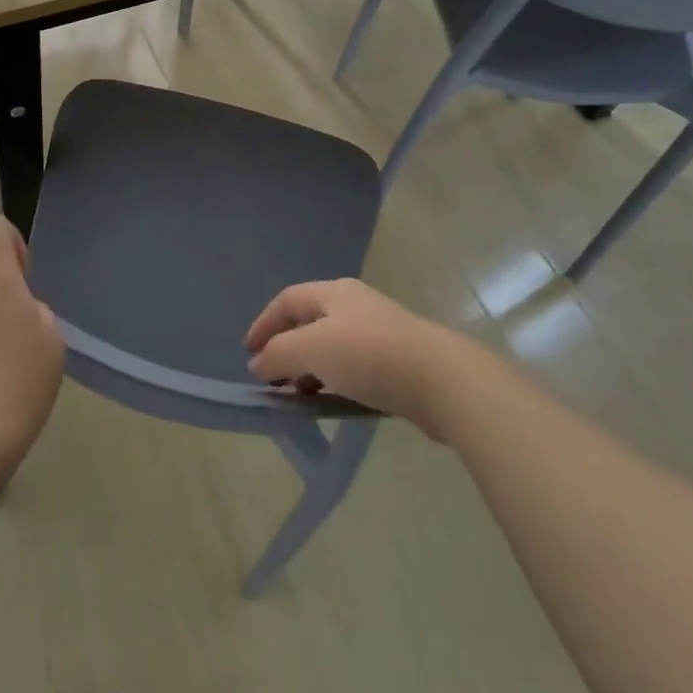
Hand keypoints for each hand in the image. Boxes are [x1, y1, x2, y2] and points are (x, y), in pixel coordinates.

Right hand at [244, 278, 450, 426]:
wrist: (443, 380)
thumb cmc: (369, 355)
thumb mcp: (312, 349)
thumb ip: (279, 355)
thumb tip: (258, 363)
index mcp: (333, 293)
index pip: (287, 300)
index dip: (264, 324)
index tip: (248, 353)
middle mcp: (355, 304)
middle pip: (310, 320)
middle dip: (287, 347)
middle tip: (273, 376)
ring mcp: (380, 330)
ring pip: (333, 344)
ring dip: (310, 366)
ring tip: (300, 394)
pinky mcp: (400, 359)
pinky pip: (354, 364)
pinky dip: (335, 378)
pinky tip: (334, 400)